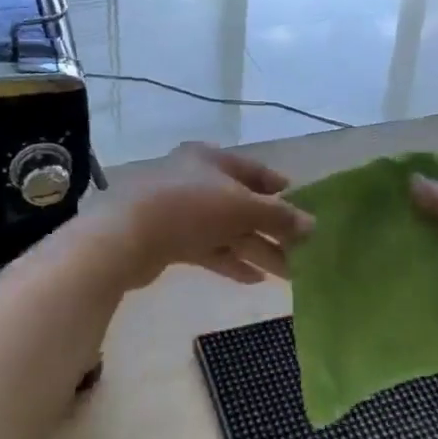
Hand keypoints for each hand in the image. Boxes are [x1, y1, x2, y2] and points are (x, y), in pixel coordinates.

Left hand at [102, 143, 312, 288]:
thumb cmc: (189, 208)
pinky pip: (208, 249)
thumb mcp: (242, 207)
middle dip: (272, 228)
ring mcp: (180, 211)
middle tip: (302, 251)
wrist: (125, 236)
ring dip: (257, 249)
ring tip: (288, 273)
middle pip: (242, 204)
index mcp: (211, 159)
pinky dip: (230, 261)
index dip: (277, 187)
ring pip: (227, 230)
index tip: (301, 205)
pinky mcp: (168, 240)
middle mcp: (196, 180)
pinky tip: (254, 279)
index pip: (253, 170)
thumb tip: (313, 225)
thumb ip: (278, 216)